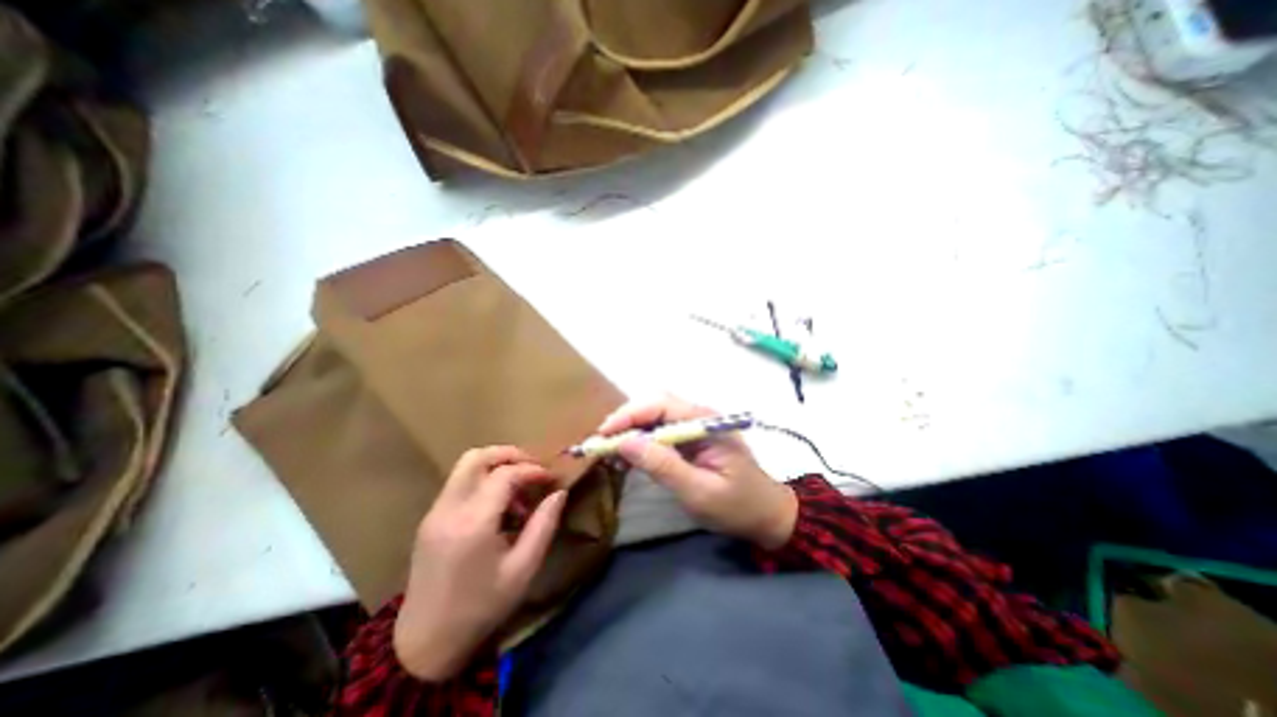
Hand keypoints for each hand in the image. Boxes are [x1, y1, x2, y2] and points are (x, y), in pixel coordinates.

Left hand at [391, 445, 565, 681]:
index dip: (532, 470)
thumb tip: (559, 493)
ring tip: (518, 489)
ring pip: (465, 466)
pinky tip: (498, 506)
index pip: (504, 475)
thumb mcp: (523, 569)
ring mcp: (435, 513)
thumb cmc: (482, 607)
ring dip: (496, 466)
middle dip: (509, 454)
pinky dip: (483, 481)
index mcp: (473, 524)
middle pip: (476, 457)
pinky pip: (459, 484)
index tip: (550, 479)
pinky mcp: (430, 520)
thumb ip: (544, 525)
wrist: (425, 644)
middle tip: (532, 467)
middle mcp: (449, 510)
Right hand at [601, 394, 794, 551]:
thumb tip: (625, 442)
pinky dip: (642, 439)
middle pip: (655, 404)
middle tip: (603, 443)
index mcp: (705, 422)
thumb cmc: (737, 506)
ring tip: (611, 450)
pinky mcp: (693, 436)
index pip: (660, 405)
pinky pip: (662, 429)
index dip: (629, 415)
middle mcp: (700, 414)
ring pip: (656, 415)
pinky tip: (630, 454)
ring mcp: (697, 424)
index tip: (603, 435)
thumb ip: (663, 466)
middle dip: (626, 419)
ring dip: (632, 428)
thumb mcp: (699, 492)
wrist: (767, 514)